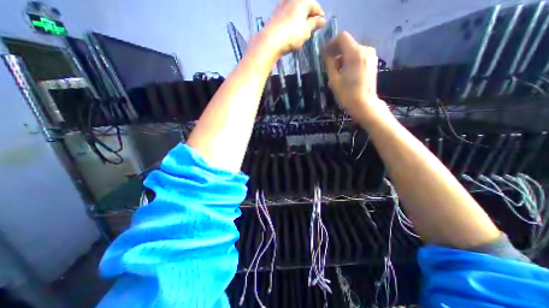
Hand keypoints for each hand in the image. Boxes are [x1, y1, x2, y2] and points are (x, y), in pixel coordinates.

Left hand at [262, 0, 324, 56]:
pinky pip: (287, 16)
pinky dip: (292, 22)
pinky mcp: (275, 15)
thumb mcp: (306, 31)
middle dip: (309, 17)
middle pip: (304, 7)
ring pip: (295, 11)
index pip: (315, 6)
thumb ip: (314, 24)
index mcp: (302, 0)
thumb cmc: (292, 35)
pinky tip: (292, 31)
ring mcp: (281, 6)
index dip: (320, 15)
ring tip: (302, 30)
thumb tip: (322, 20)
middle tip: (312, 28)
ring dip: (300, 19)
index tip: (322, 24)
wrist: (270, 41)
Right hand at [323, 31, 389, 124]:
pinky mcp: (372, 63)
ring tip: (336, 71)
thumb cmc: (347, 94)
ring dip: (343, 57)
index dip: (331, 43)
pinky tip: (345, 72)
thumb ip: (329, 63)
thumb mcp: (334, 79)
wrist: (364, 105)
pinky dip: (350, 60)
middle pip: (348, 43)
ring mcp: (371, 56)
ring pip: (353, 50)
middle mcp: (365, 50)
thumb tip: (326, 53)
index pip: (342, 37)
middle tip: (328, 64)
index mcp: (355, 53)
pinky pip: (359, 56)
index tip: (324, 54)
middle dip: (336, 51)